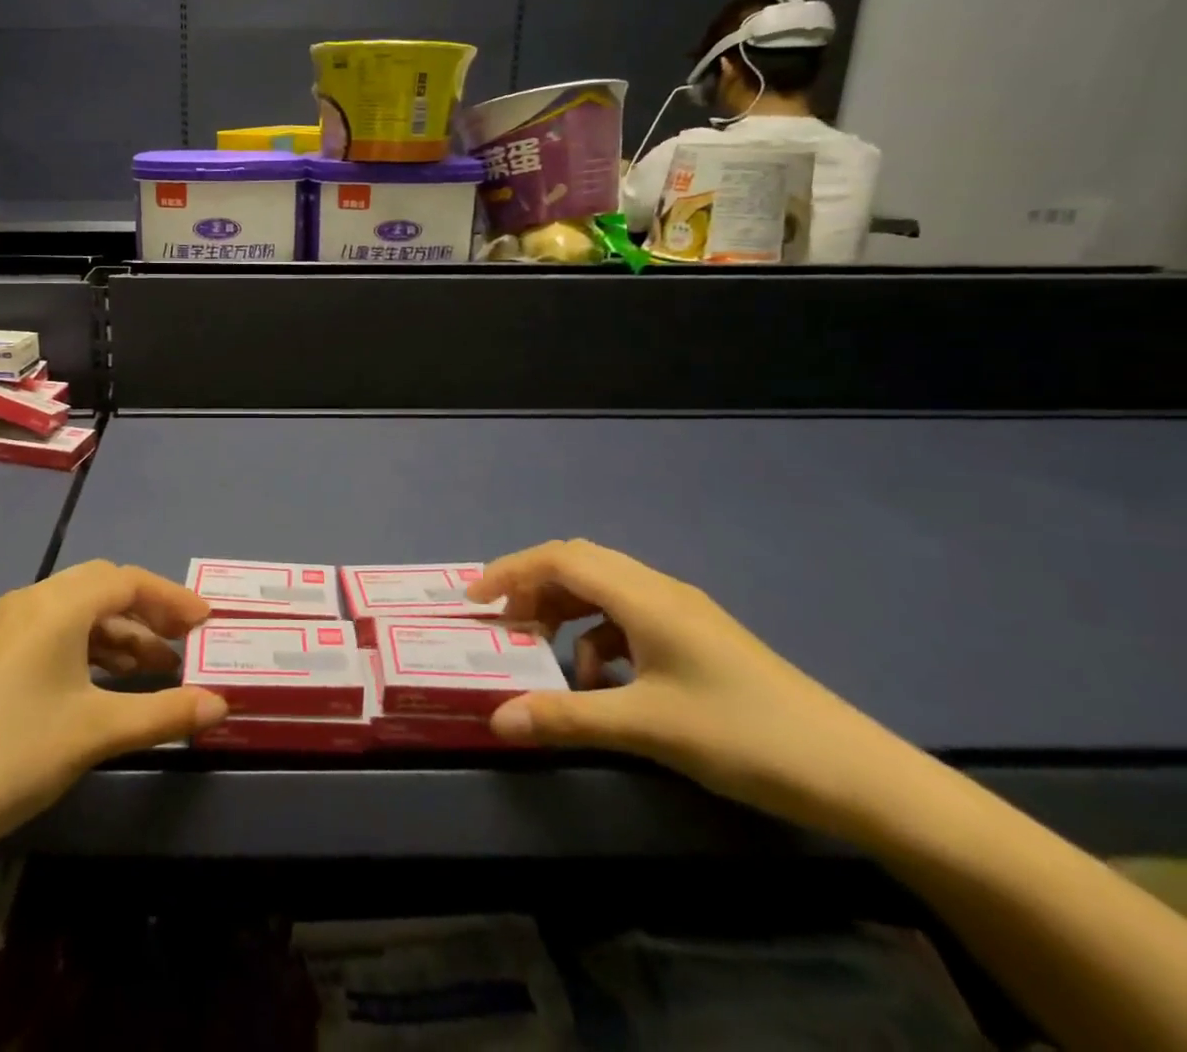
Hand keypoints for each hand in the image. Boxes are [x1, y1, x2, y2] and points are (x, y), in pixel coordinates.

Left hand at [0, 560, 225, 885]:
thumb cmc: (12, 757)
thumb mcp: (94, 734)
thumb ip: (164, 713)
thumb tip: (222, 705)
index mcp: (57, 606)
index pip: (127, 581)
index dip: (172, 598)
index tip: (207, 623)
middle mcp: (33, 602)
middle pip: (104, 588)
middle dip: (149, 611)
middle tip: (187, 643)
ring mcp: (8, 628)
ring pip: (80, 612)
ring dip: (122, 633)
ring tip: (158, 670)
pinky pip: (57, 634)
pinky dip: (92, 649)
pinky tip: (110, 684)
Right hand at [467, 539, 907, 832]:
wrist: (858, 774)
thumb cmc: (744, 736)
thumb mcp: (646, 727)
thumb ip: (566, 717)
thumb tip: (497, 720)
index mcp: (645, 596)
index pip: (560, 558)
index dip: (511, 571)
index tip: (474, 600)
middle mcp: (659, 590)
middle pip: (579, 565)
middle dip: (533, 588)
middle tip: (503, 625)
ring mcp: (682, 613)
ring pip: (603, 591)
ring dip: (564, 612)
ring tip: (543, 652)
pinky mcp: (697, 639)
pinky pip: (629, 619)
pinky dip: (599, 638)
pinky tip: (602, 682)